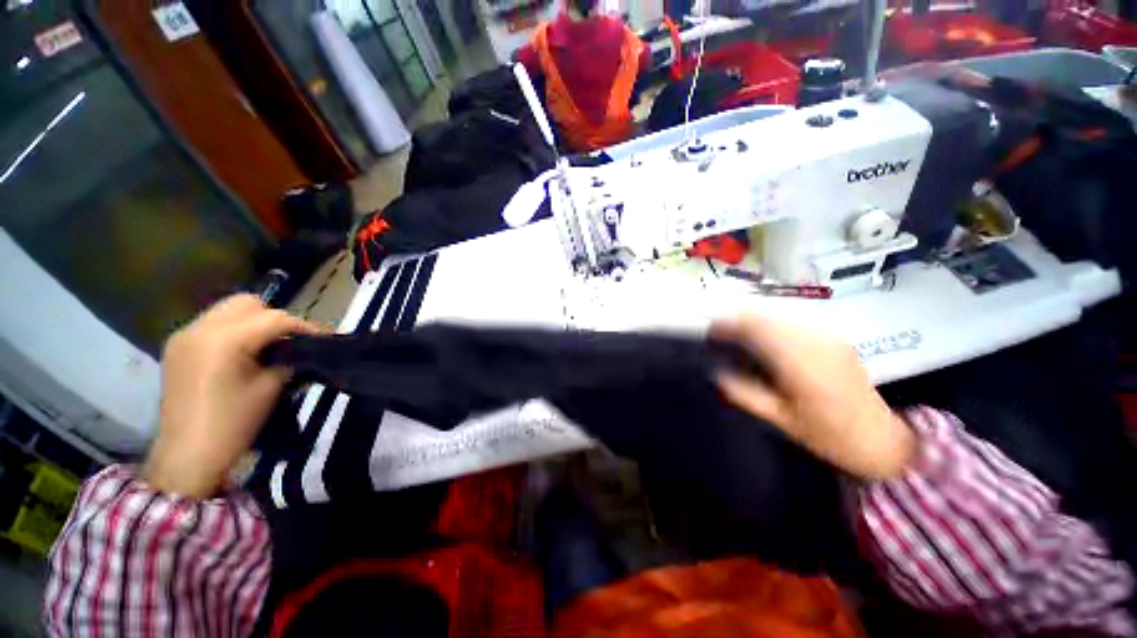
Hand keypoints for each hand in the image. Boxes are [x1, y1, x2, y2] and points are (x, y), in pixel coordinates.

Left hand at [142, 295, 323, 497]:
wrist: (188, 455)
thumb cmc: (234, 422)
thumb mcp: (271, 387)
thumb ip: (289, 359)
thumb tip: (301, 349)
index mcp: (224, 339)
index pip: (274, 318)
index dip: (303, 326)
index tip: (323, 338)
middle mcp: (200, 328)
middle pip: (247, 303)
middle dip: (274, 318)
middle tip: (289, 341)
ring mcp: (184, 336)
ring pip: (228, 310)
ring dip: (253, 323)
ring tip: (266, 346)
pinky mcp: (177, 347)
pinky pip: (213, 325)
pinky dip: (233, 331)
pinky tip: (242, 353)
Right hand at [712, 314, 914, 479]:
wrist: (882, 439)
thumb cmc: (829, 435)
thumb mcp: (779, 420)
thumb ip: (744, 393)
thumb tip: (715, 372)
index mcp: (801, 363)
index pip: (756, 328)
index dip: (728, 324)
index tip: (709, 332)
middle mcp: (815, 341)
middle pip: (766, 315)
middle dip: (736, 320)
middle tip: (719, 334)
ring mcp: (828, 336)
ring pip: (779, 314)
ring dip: (753, 320)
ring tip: (736, 336)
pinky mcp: (833, 337)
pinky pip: (792, 321)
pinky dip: (770, 324)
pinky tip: (763, 339)